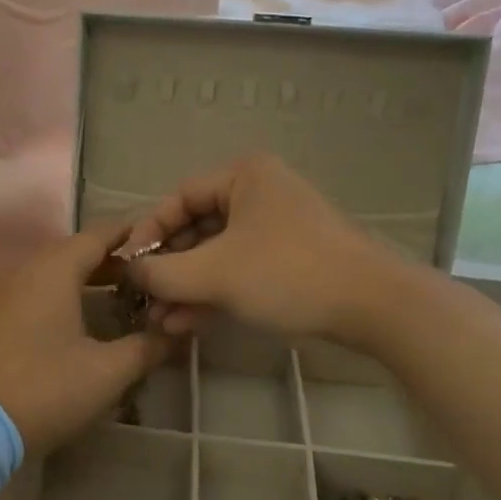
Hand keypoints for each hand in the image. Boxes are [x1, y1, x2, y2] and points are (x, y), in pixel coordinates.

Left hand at [0, 217, 168, 456]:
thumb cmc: (40, 390)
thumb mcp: (104, 374)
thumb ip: (144, 349)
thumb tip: (173, 333)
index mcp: (53, 269)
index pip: (99, 235)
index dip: (130, 238)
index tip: (157, 246)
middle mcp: (20, 270)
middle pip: (70, 253)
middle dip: (106, 264)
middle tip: (138, 281)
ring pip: (44, 275)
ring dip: (77, 283)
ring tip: (105, 303)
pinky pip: (23, 296)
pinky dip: (50, 300)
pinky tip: (60, 330)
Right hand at [123, 153, 402, 345]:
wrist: (373, 306)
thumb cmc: (288, 273)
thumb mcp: (215, 273)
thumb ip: (163, 272)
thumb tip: (129, 272)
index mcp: (244, 176)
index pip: (179, 197)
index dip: (148, 232)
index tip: (128, 267)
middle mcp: (260, 193)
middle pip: (197, 227)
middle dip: (169, 269)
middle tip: (144, 300)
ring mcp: (277, 227)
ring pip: (218, 254)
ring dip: (188, 287)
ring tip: (161, 321)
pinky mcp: (290, 259)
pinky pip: (240, 269)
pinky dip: (215, 293)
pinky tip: (187, 323)